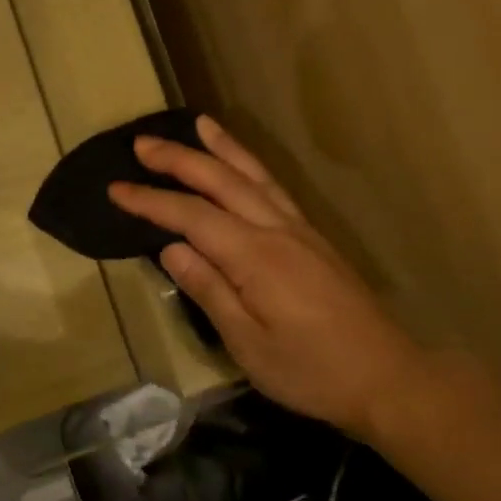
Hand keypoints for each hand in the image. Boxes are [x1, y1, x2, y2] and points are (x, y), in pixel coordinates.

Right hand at [109, 118, 430, 436]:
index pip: (191, 216)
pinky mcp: (313, 238)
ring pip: (254, 175)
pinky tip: (243, 165)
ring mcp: (300, 229)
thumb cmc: (310, 370)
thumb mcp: (248, 343)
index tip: (115, 188)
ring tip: (197, 124)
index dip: (151, 200)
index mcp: (255, 257)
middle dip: (179, 159)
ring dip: (222, 148)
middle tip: (141, 143)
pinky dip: (252, 166)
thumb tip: (170, 248)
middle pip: (222, 181)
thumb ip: (209, 289)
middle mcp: (277, 230)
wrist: (385, 376)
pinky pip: (274, 188)